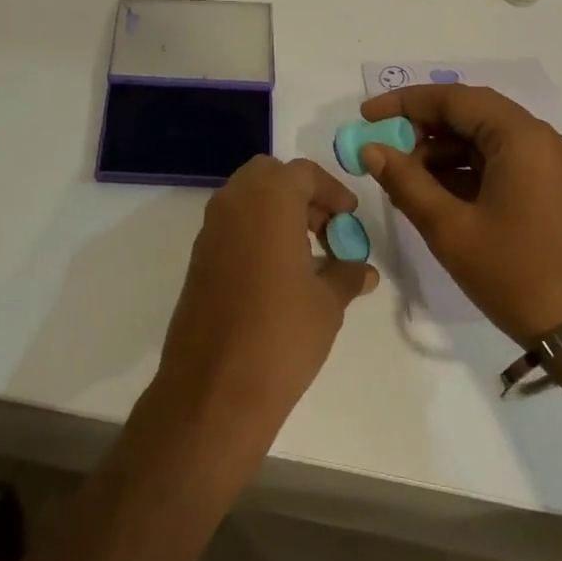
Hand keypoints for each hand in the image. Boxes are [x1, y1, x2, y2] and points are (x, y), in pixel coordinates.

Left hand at [157, 157, 378, 431]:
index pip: (303, 173)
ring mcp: (210, 230)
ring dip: (276, 211)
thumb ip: (347, 275)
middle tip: (326, 229)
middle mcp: (233, 203)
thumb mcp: (327, 303)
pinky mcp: (198, 258)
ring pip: (246, 198)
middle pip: (269, 176)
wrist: (215, 387)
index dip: (332, 191)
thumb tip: (363, 269)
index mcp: (269, 200)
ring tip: (307, 253)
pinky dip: (255, 231)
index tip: (350, 217)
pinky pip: (231, 226)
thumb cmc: (282, 335)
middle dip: (300, 193)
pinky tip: (277, 273)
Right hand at [359, 85, 561, 343]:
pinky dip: (469, 171)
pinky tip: (441, 197)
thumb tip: (371, 149)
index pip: (454, 98)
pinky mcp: (558, 191)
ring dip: (445, 152)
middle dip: (424, 128)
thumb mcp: (450, 229)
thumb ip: (406, 182)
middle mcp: (543, 141)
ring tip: (408, 181)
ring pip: (488, 140)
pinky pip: (505, 164)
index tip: (367, 117)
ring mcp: (555, 167)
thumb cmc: (517, 274)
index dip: (405, 103)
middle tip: (385, 151)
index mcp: (521, 138)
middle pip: (473, 114)